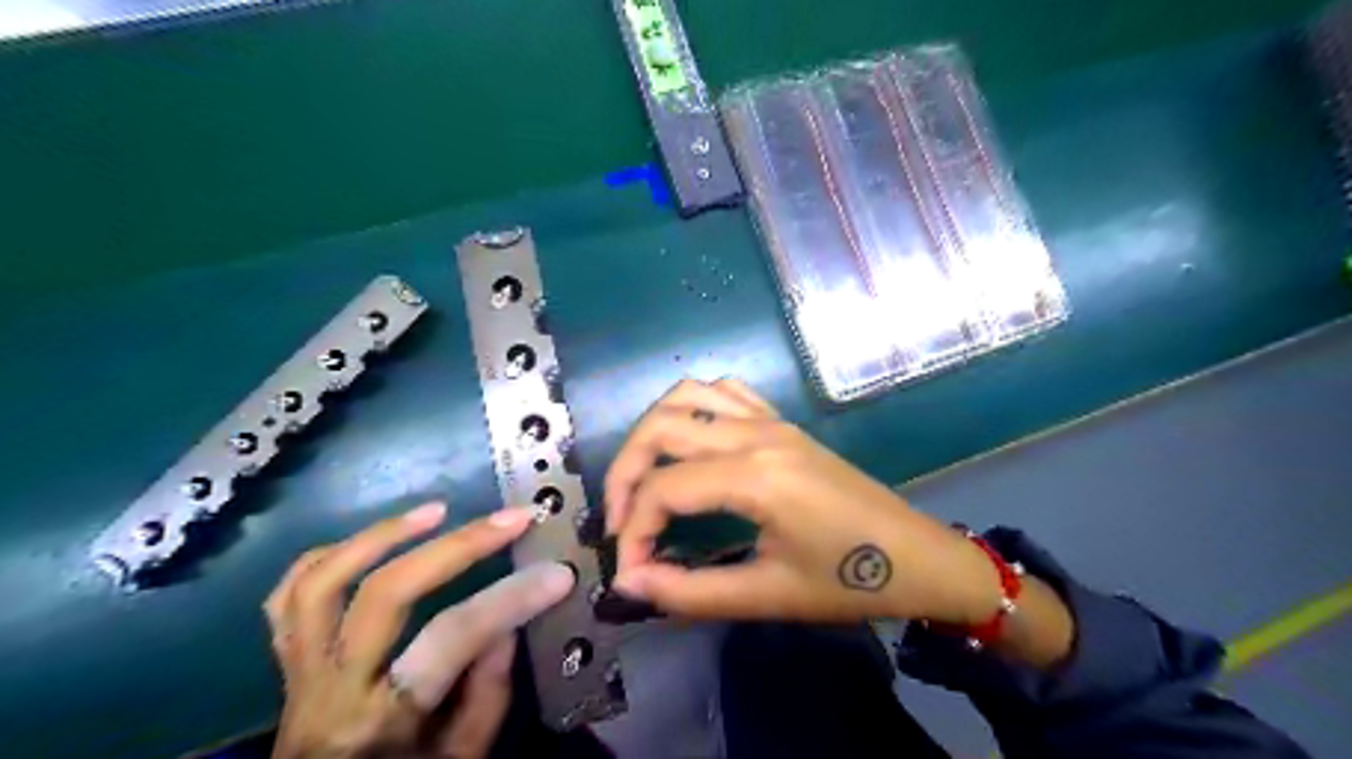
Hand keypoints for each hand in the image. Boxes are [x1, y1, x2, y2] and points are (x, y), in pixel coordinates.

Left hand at [264, 505, 573, 758]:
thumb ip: (487, 696)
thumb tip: (506, 623)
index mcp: (379, 723)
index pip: (452, 639)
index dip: (509, 598)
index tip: (557, 572)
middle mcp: (331, 690)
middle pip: (384, 594)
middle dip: (456, 546)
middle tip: (508, 519)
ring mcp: (298, 672)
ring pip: (321, 582)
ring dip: (382, 535)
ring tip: (436, 511)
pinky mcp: (286, 662)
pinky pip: (287, 596)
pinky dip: (329, 555)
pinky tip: (374, 539)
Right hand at [602, 384, 1002, 626]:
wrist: (918, 556)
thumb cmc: (849, 582)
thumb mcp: (768, 596)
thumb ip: (689, 592)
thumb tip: (629, 583)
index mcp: (756, 477)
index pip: (663, 490)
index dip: (633, 532)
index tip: (629, 573)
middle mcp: (756, 434)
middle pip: (660, 429)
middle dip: (624, 474)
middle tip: (620, 522)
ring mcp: (771, 420)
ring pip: (685, 396)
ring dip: (651, 432)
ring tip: (644, 479)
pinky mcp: (782, 421)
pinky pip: (724, 391)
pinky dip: (690, 408)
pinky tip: (688, 443)